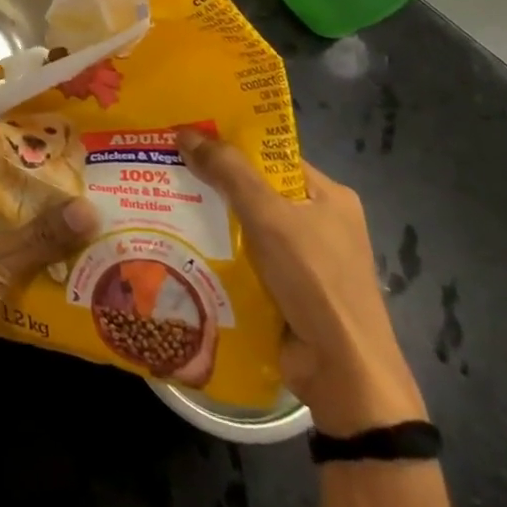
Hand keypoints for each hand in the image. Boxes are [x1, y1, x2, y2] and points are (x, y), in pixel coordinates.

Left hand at [0, 122, 98, 400]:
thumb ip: (39, 238)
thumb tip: (89, 209)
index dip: (0, 123)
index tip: (39, 116)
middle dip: (32, 174)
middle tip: (76, 168)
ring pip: (2, 221)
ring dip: (34, 219)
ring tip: (79, 212)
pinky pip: (4, 257)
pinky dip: (28, 258)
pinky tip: (61, 265)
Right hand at [177, 129, 424, 435]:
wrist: (344, 374)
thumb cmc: (315, 280)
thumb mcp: (268, 215)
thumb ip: (228, 171)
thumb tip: (185, 131)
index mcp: (328, 196)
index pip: (272, 157)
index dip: (231, 144)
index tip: (187, 136)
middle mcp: (319, 223)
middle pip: (256, 191)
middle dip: (213, 183)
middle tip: (165, 168)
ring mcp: (304, 262)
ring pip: (247, 228)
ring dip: (212, 221)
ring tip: (162, 203)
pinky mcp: (288, 293)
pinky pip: (246, 260)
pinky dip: (219, 255)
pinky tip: (182, 247)